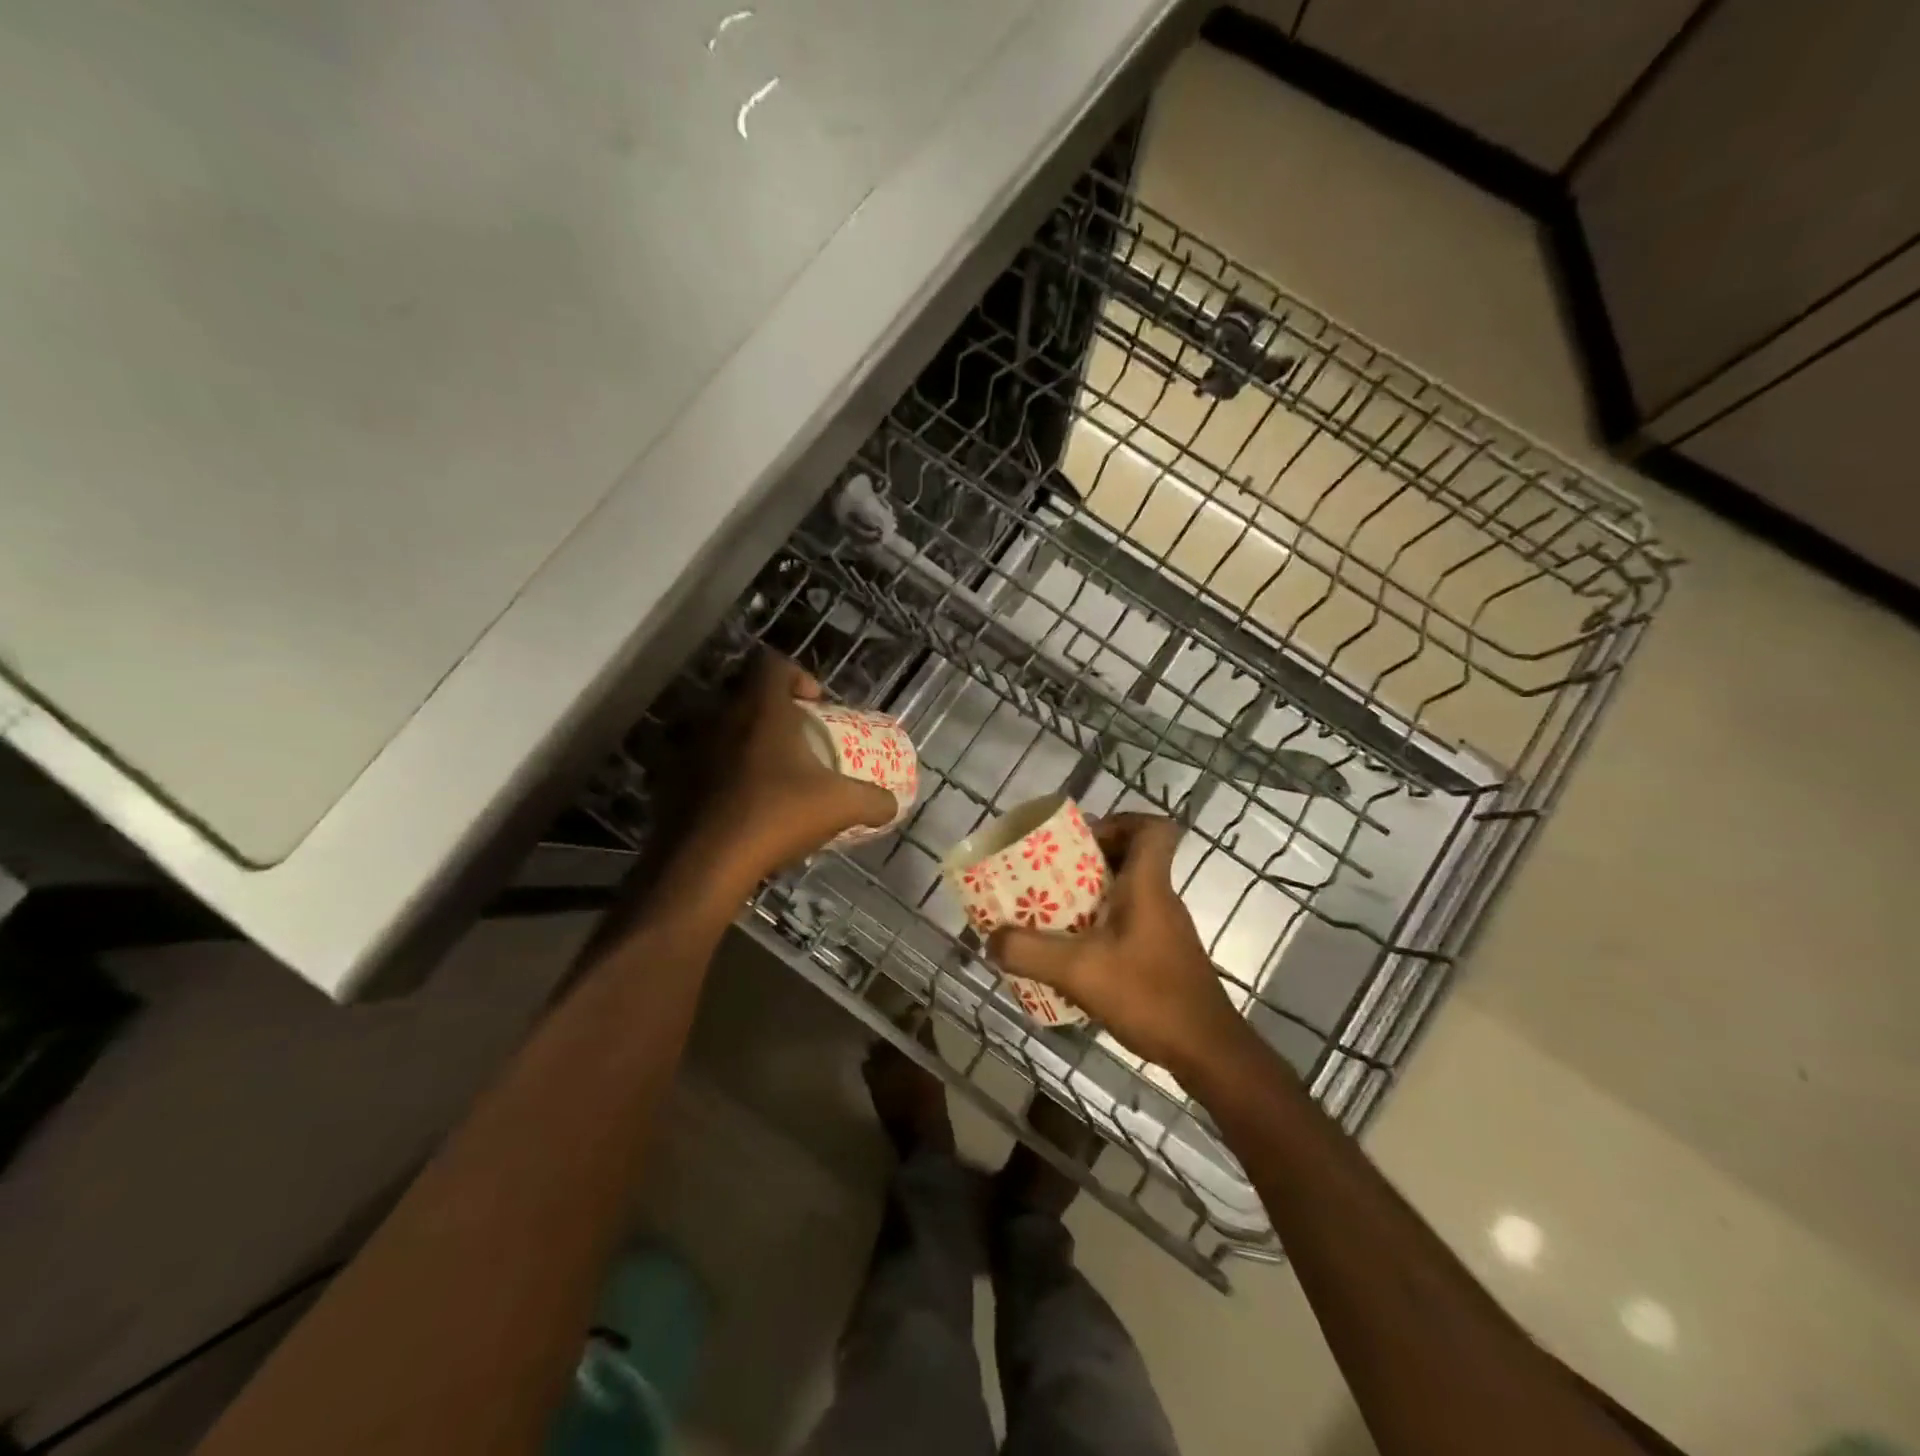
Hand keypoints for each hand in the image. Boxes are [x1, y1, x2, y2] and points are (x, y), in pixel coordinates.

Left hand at [682, 653, 897, 895]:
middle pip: (746, 694)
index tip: (816, 707)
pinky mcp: (670, 779)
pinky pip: (699, 763)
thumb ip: (873, 800)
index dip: (798, 675)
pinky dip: (719, 774)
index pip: (773, 663)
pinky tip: (739, 804)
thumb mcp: (841, 807)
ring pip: (720, 729)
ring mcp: (690, 747)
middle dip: (773, 712)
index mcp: (761, 708)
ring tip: (769, 775)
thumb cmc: (776, 817)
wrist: (705, 864)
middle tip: (797, 742)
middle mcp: (720, 716)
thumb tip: (893, 804)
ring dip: (745, 743)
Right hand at [987, 814, 1253, 1077]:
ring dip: (1092, 895)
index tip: (1083, 838)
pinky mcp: (1163, 956)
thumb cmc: (1149, 996)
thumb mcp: (1078, 972)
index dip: (1121, 821)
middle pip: (1132, 857)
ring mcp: (1165, 929)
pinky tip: (1074, 955)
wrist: (1206, 1052)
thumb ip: (1029, 953)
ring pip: (1128, 892)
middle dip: (1089, 859)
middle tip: (1052, 874)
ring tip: (1053, 912)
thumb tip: (991, 940)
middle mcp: (1161, 899)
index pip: (1154, 829)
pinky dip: (1101, 926)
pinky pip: (1129, 922)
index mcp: (1149, 885)